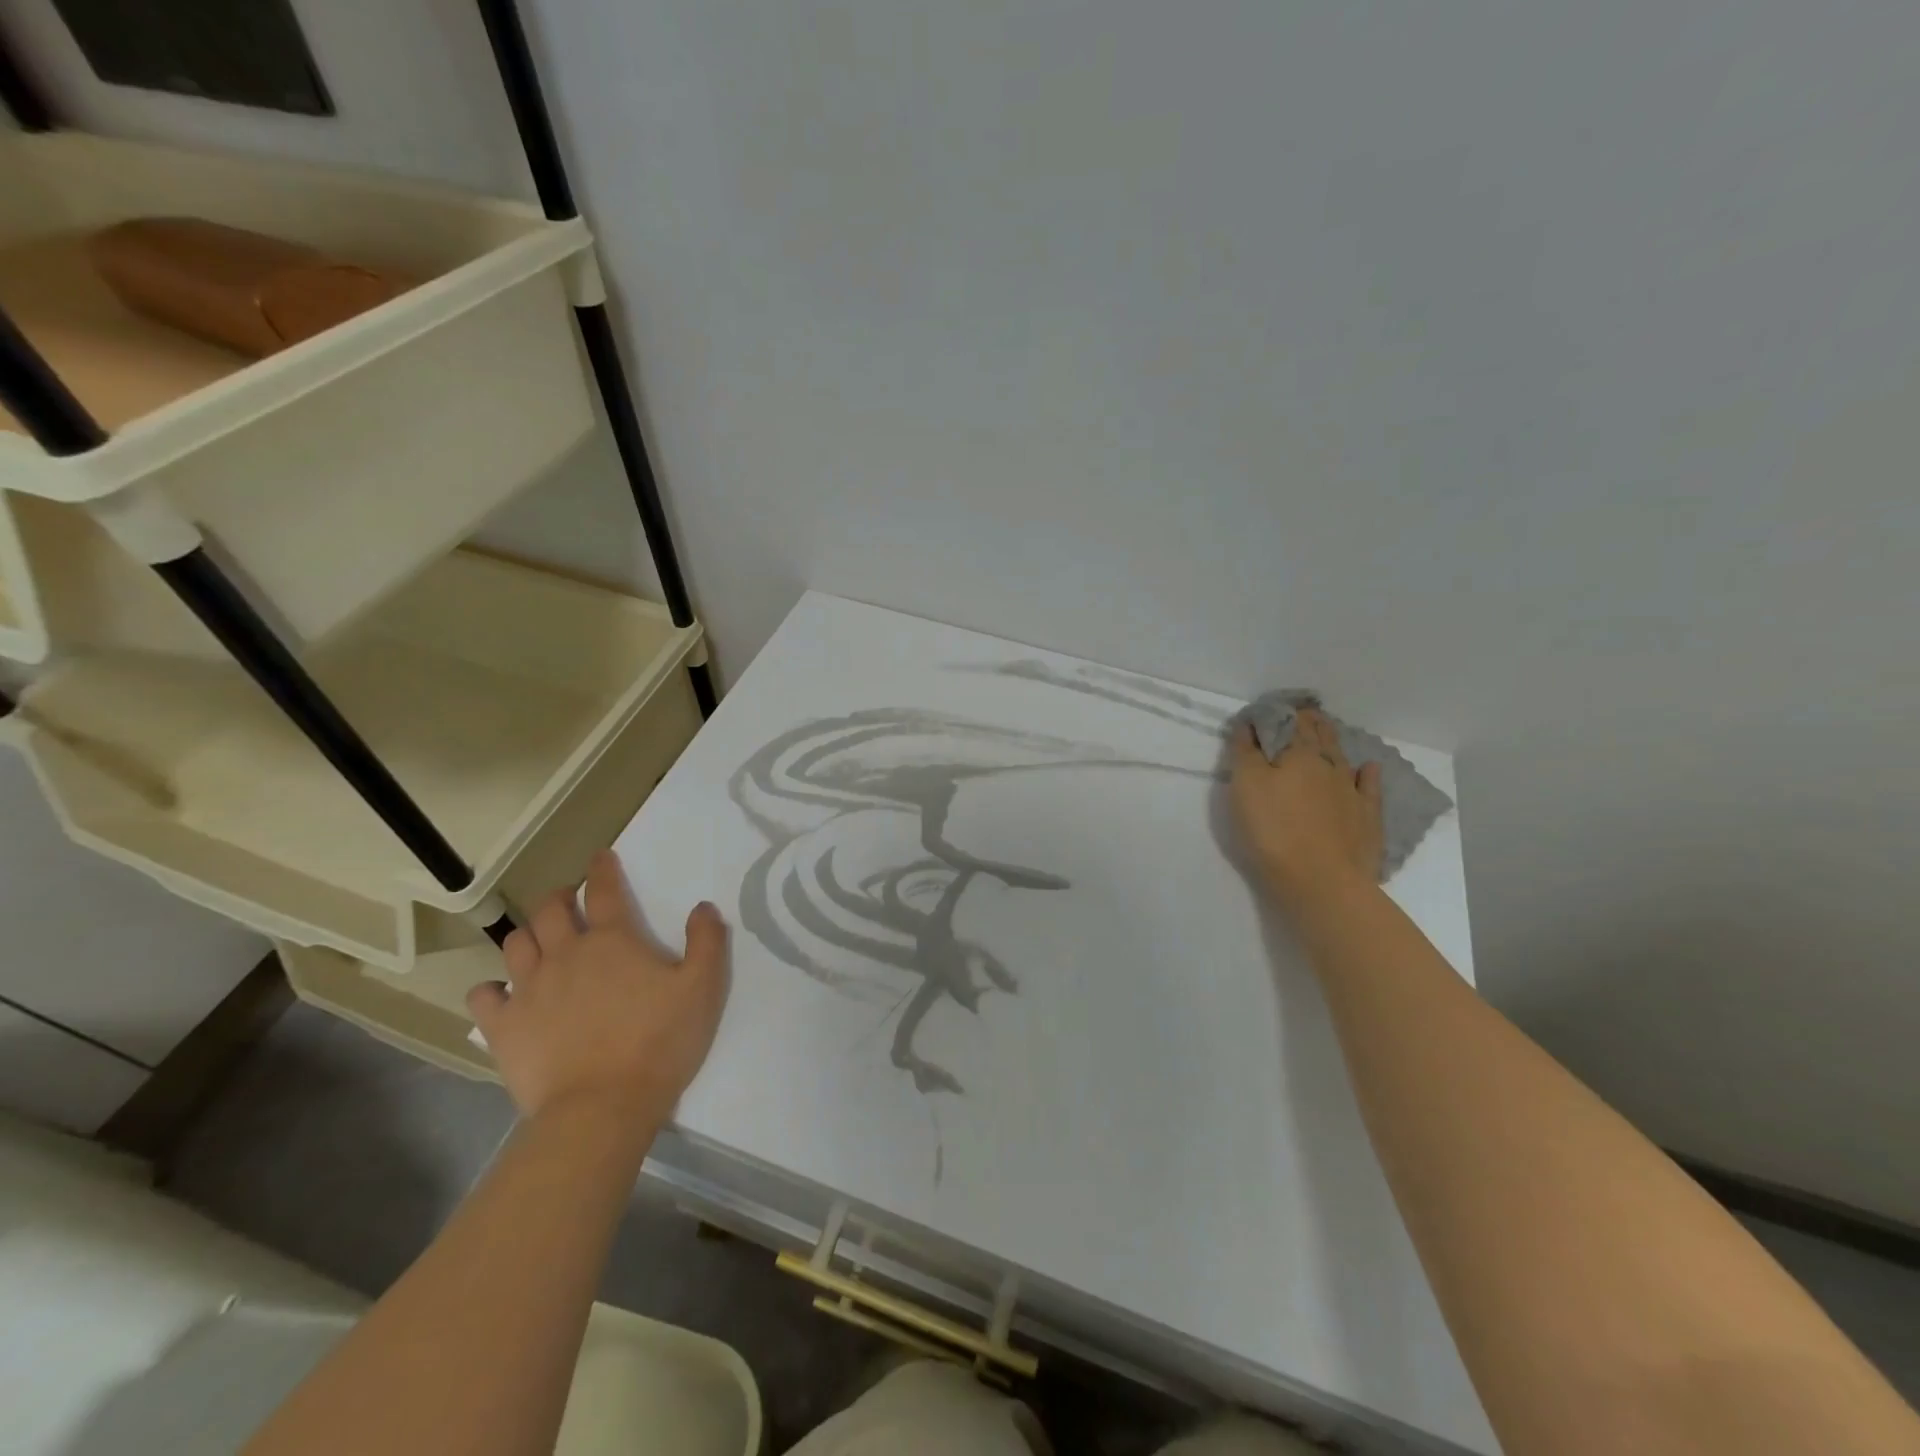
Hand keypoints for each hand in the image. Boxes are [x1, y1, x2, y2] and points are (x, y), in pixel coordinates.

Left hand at [467, 851, 728, 1129]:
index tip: (600, 857)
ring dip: (528, 934)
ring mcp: (529, 989)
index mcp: (614, 940)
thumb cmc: (659, 1042)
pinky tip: (502, 993)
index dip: (602, 868)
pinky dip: (492, 988)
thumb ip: (707, 941)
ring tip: (539, 941)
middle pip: (551, 909)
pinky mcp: (505, 1027)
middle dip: (560, 897)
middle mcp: (566, 953)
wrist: (602, 1107)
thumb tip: (703, 907)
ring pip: (516, 943)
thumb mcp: (704, 988)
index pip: (604, 889)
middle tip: (570, 901)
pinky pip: (484, 995)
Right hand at [1230, 708, 1383, 907]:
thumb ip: (1245, 752)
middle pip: (1319, 735)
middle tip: (1300, 713)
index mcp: (1298, 754)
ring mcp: (1352, 791)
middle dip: (1308, 722)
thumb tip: (1248, 724)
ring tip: (1325, 731)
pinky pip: (1368, 787)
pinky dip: (1366, 774)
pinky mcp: (1367, 818)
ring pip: (1342, 757)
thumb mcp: (1245, 786)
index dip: (1280, 713)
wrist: (1322, 881)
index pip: (1290, 722)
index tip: (1270, 709)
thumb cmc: (1273, 830)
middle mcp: (1329, 764)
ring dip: (1332, 741)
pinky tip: (1368, 768)